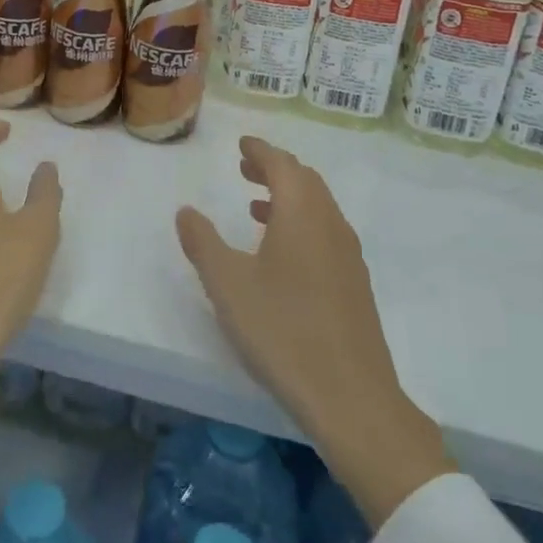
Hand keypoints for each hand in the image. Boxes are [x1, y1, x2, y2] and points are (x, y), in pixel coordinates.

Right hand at [176, 136, 450, 528]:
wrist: (351, 397)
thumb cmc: (282, 330)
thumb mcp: (227, 284)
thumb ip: (203, 243)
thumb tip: (186, 211)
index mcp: (302, 214)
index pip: (282, 164)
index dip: (260, 150)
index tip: (242, 144)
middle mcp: (331, 225)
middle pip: (305, 181)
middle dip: (274, 169)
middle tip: (245, 169)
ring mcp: (348, 256)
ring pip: (319, 208)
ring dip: (288, 197)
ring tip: (256, 208)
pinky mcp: (355, 286)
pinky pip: (326, 233)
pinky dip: (302, 224)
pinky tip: (282, 255)